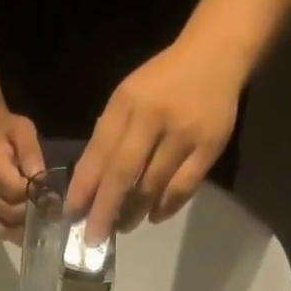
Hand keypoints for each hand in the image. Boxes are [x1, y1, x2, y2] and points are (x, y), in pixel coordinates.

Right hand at [0, 113, 45, 238]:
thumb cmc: (7, 130)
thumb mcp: (24, 131)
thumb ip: (32, 156)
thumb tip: (41, 183)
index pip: (15, 191)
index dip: (35, 197)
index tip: (52, 196)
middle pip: (10, 213)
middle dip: (32, 214)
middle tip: (51, 213)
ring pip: (4, 226)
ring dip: (24, 228)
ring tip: (42, 224)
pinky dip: (15, 232)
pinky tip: (29, 230)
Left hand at [67, 40, 243, 243]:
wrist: (218, 52)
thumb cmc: (163, 83)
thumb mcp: (129, 98)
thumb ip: (109, 137)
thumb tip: (88, 188)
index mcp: (128, 102)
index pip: (99, 152)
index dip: (84, 187)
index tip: (73, 215)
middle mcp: (154, 116)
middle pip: (122, 174)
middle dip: (104, 211)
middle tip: (93, 238)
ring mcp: (184, 132)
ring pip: (151, 186)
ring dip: (133, 213)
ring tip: (123, 226)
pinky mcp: (209, 146)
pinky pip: (182, 189)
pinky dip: (165, 208)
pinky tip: (154, 216)